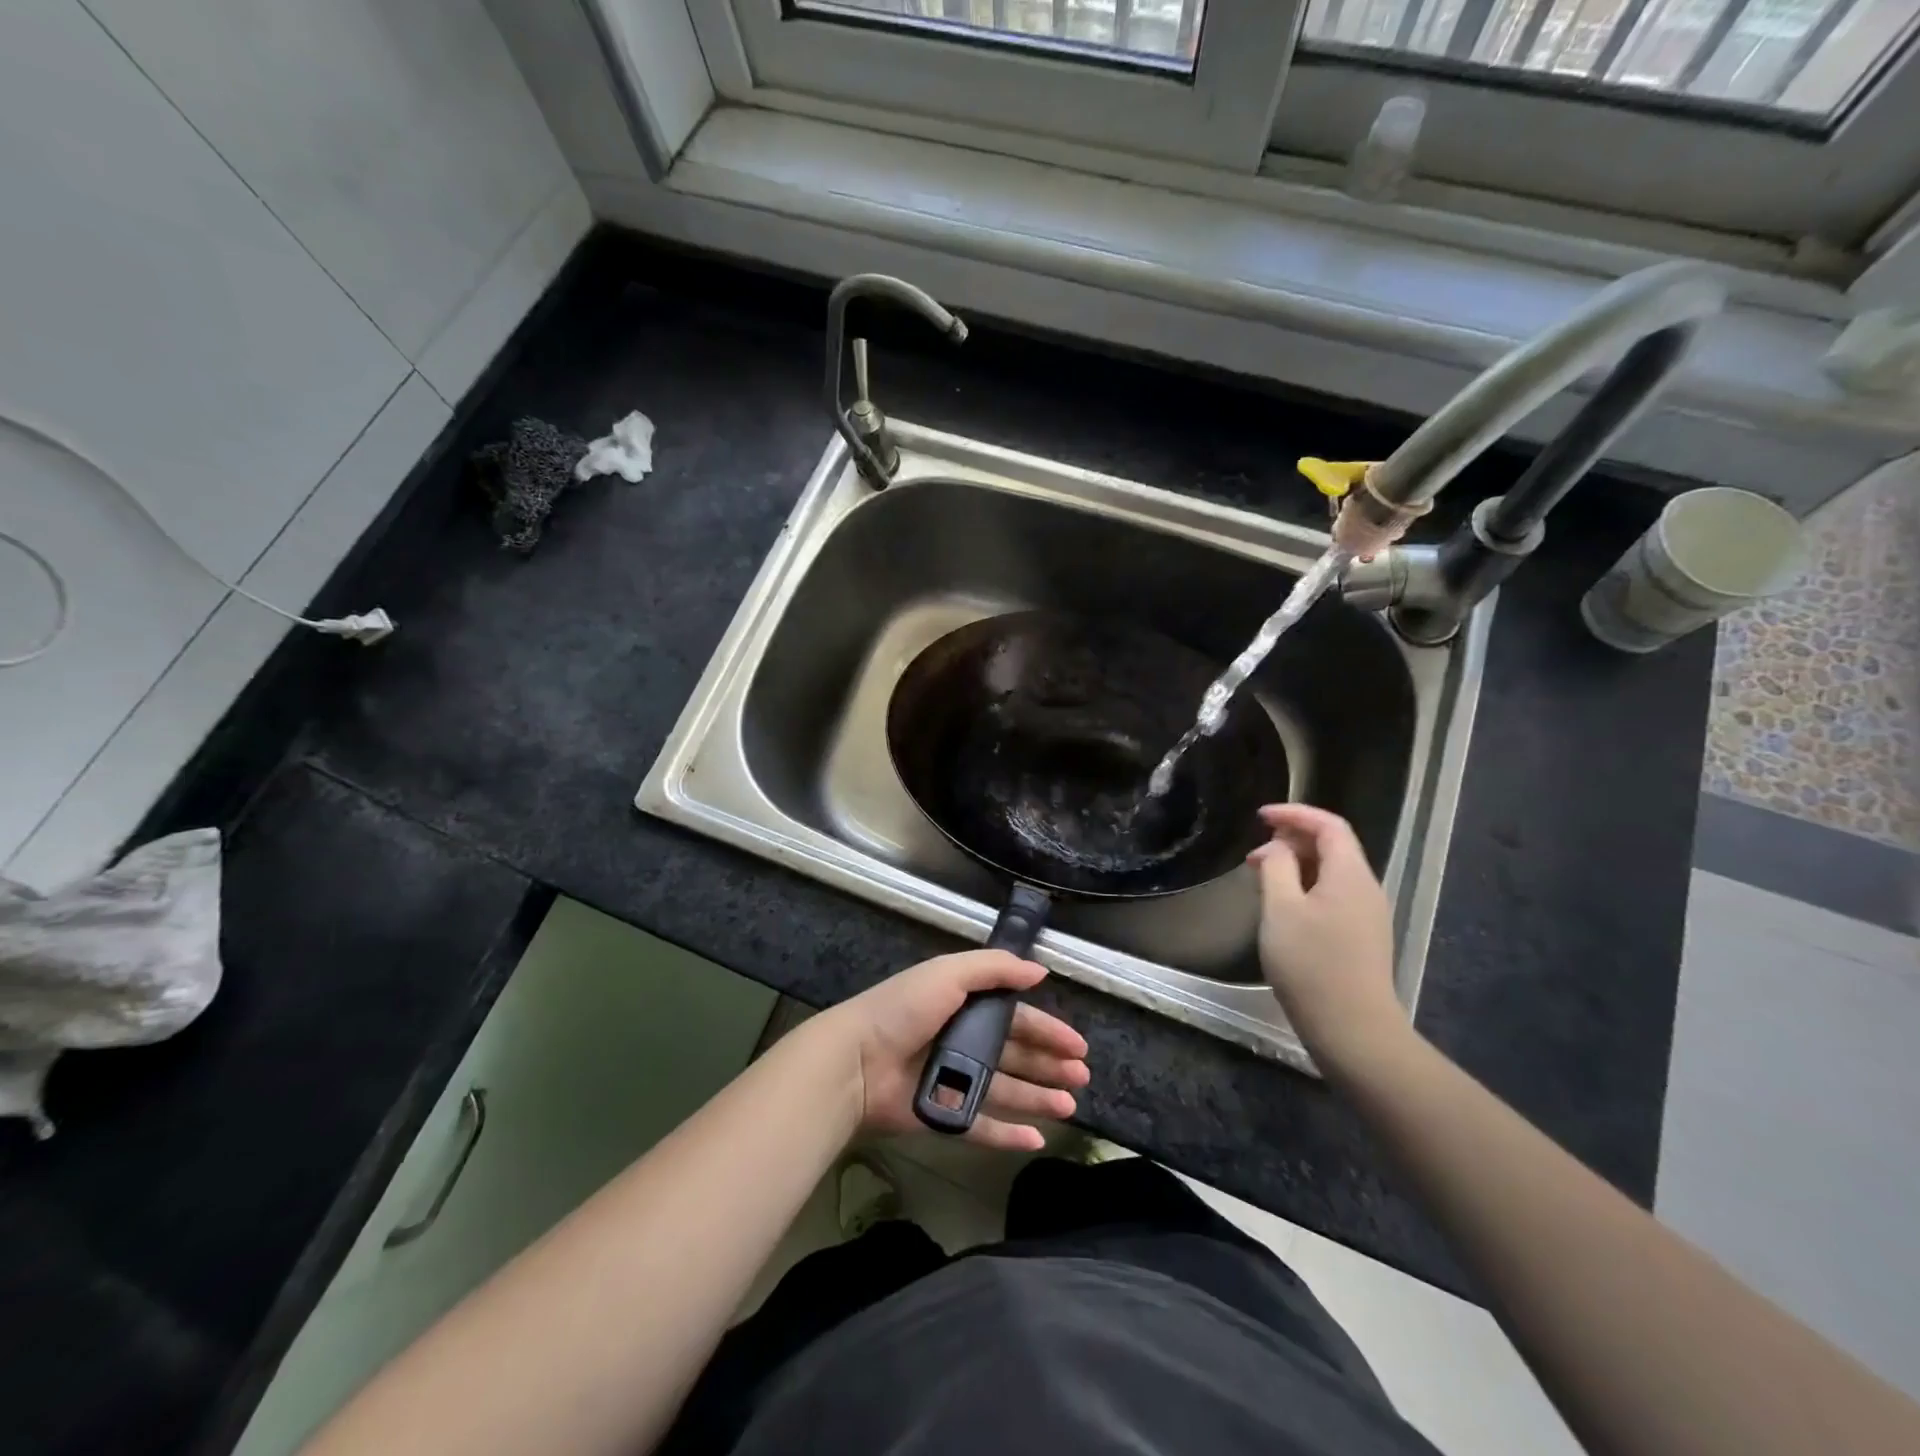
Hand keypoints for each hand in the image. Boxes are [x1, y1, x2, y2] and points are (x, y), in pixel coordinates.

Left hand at [815, 951, 1089, 1151]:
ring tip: (1070, 1107)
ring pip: (1006, 1091)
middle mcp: (962, 1041)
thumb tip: (1040, 970)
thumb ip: (995, 968)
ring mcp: (953, 1080)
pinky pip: (982, 1126)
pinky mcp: (943, 1115)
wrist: (855, 1061)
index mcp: (964, 1005)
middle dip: (1050, 1065)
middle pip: (1016, 1055)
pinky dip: (1008, 1133)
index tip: (1078, 1046)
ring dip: (1038, 1098)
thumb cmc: (903, 1010)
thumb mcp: (949, 973)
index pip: (1015, 1018)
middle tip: (1082, 1078)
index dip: (1047, 1030)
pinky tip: (1036, 1138)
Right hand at [1248, 804, 1409, 1075]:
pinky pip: (1333, 895)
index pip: (1329, 825)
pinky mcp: (1362, 937)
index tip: (1259, 817)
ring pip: (1331, 872)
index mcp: (1350, 874)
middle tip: (1254, 856)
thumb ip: (1277, 868)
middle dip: (1291, 840)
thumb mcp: (1281, 910)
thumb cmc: (1311, 964)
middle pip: (1332, 846)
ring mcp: (1367, 914)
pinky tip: (1283, 908)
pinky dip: (1306, 887)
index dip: (1294, 814)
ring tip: (1262, 880)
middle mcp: (1366, 888)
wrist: (1353, 1029)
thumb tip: (1278, 848)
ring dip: (1296, 866)